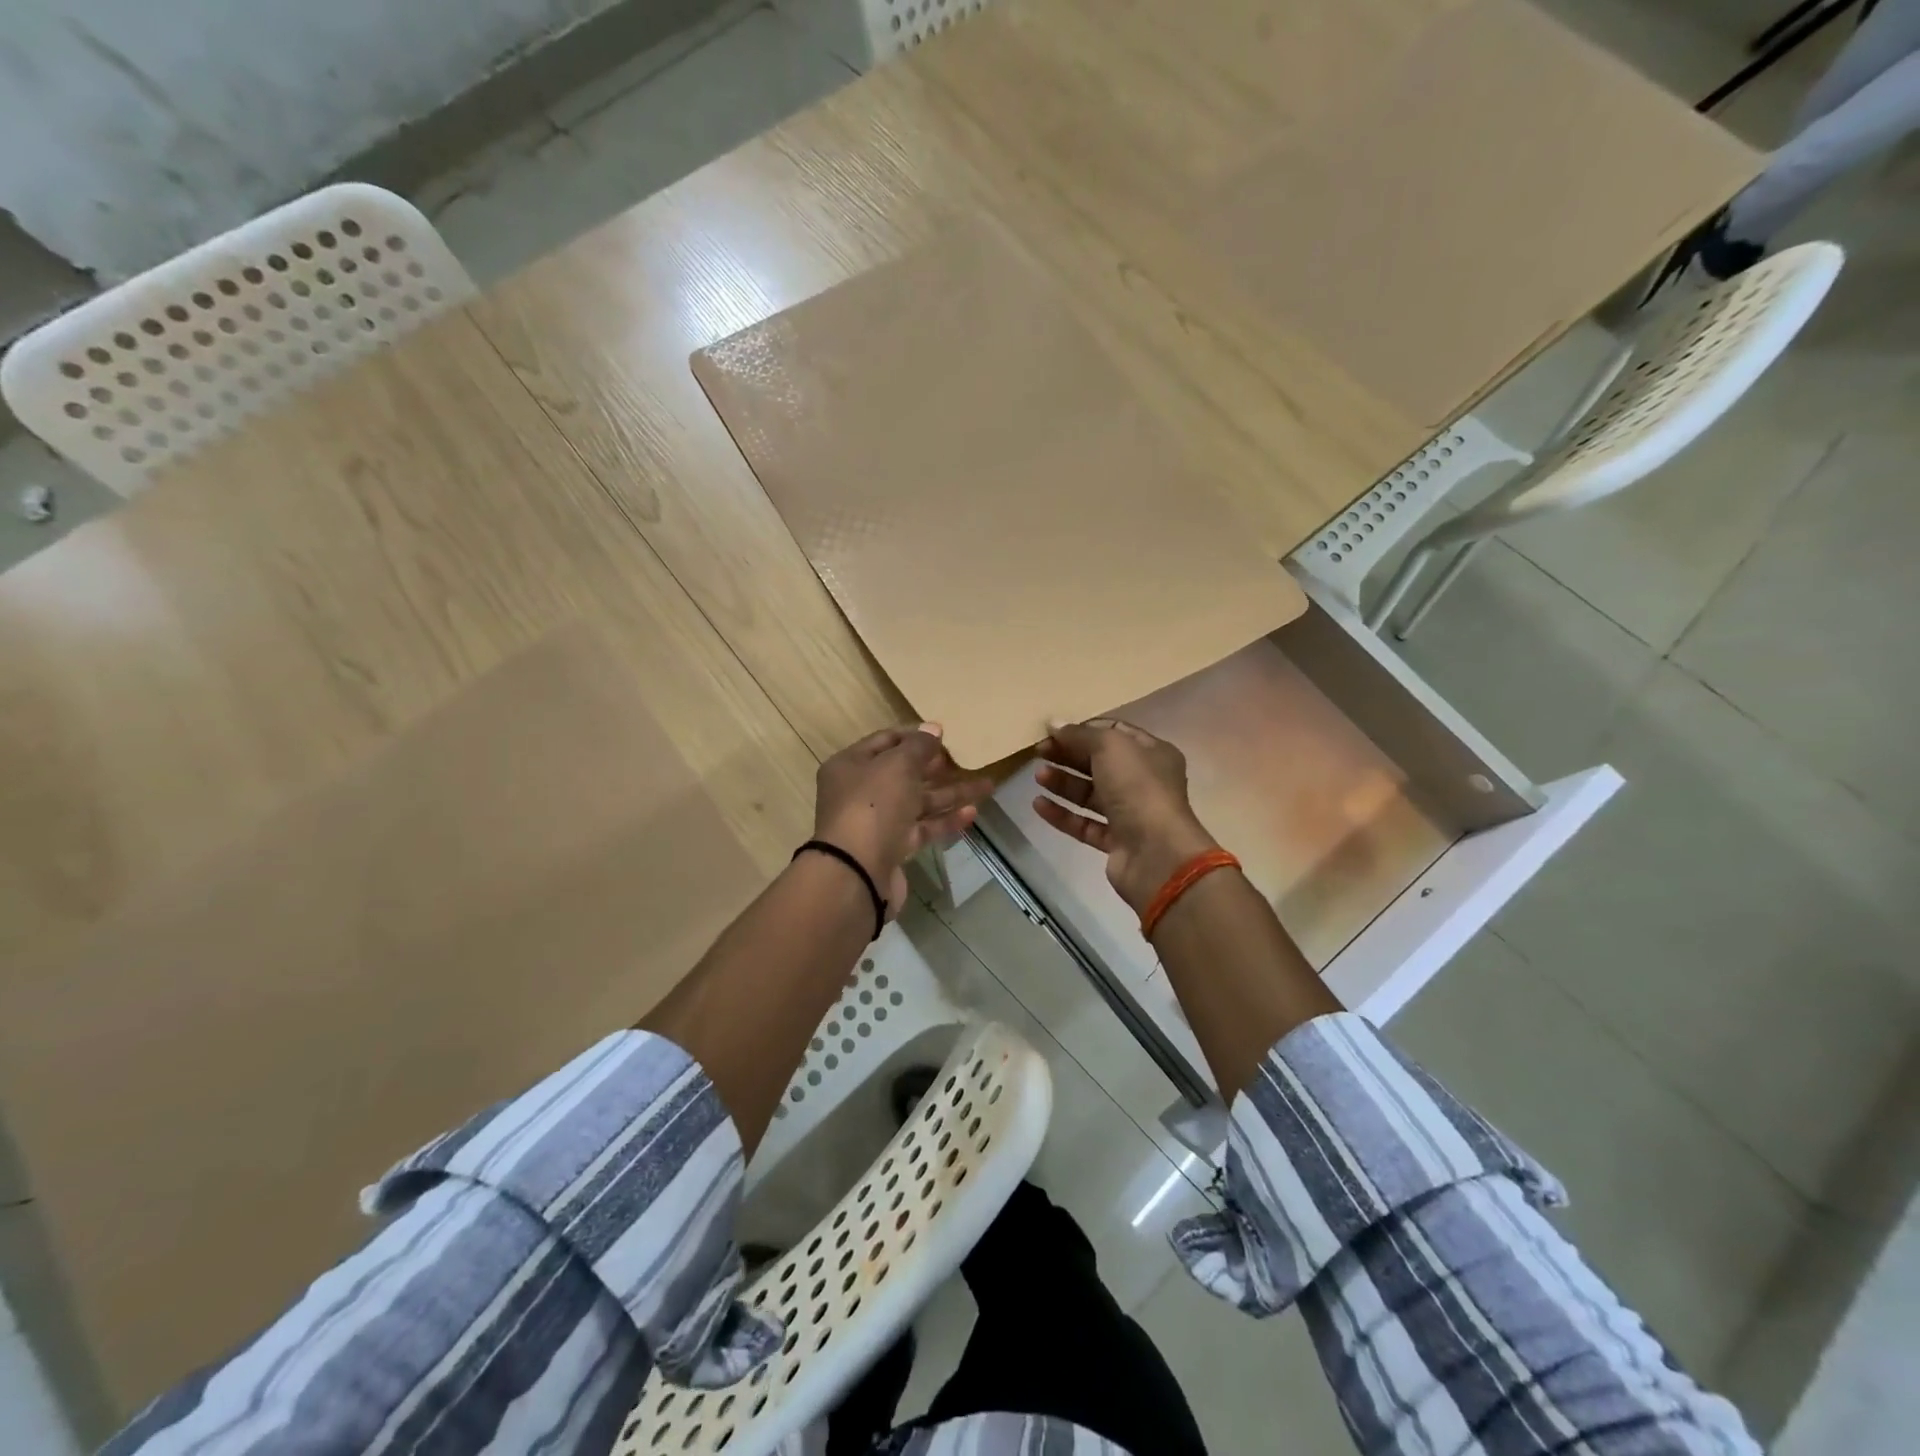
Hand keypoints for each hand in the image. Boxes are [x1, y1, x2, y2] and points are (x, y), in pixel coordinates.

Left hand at [814, 723, 993, 919]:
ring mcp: (877, 822)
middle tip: (964, 759)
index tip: (944, 734)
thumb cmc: (873, 805)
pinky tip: (971, 813)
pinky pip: (922, 828)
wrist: (857, 872)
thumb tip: (933, 728)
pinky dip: (945, 820)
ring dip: (949, 794)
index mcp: (851, 765)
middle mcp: (860, 791)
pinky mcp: (892, 849)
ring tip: (986, 786)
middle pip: (903, 773)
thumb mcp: (897, 764)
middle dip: (935, 766)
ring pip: (917, 802)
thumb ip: (918, 746)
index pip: (885, 741)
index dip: (914, 736)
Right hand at [1033, 719, 1220, 915]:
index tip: (1053, 731)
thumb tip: (1054, 724)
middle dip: (1069, 756)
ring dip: (1063, 783)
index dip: (1083, 730)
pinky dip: (1062, 814)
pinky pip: (1084, 823)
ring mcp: (1131, 814)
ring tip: (1038, 776)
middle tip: (1038, 752)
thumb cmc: (1138, 789)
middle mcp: (1144, 782)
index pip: (1114, 732)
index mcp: (1152, 753)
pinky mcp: (1116, 842)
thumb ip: (1080, 734)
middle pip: (1100, 763)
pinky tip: (1038, 805)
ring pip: (1091, 794)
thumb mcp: (1110, 747)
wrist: (1156, 853)